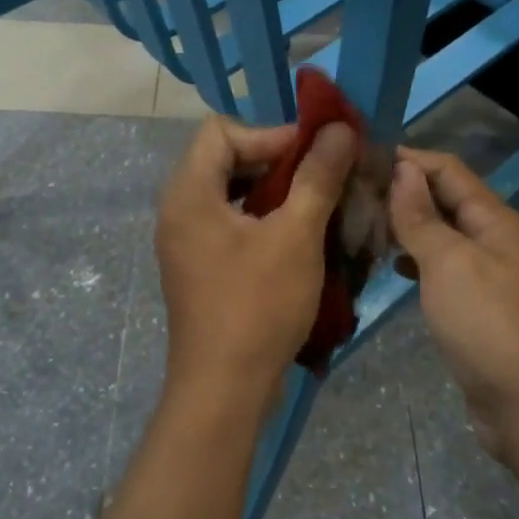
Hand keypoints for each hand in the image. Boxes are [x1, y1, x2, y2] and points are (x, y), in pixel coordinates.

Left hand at [155, 116, 357, 421]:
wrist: (224, 390)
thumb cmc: (258, 306)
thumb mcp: (296, 236)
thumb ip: (317, 176)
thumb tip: (339, 128)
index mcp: (189, 193)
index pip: (221, 131)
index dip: (270, 134)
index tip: (314, 154)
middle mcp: (178, 210)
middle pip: (223, 159)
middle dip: (275, 161)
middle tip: (320, 177)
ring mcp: (185, 241)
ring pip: (229, 193)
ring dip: (272, 192)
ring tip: (314, 205)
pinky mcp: (198, 267)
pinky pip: (228, 223)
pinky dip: (261, 220)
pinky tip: (296, 238)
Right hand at [389, 148, 518, 473]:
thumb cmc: (488, 325)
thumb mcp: (449, 263)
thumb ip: (421, 217)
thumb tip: (402, 170)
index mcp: (496, 220)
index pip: (449, 170)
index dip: (408, 159)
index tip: (362, 157)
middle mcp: (496, 239)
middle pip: (446, 200)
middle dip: (403, 191)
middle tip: (352, 193)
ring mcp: (489, 274)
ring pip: (442, 234)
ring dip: (407, 225)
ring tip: (363, 224)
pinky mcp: (478, 305)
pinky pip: (443, 267)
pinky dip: (416, 260)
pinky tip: (391, 266)